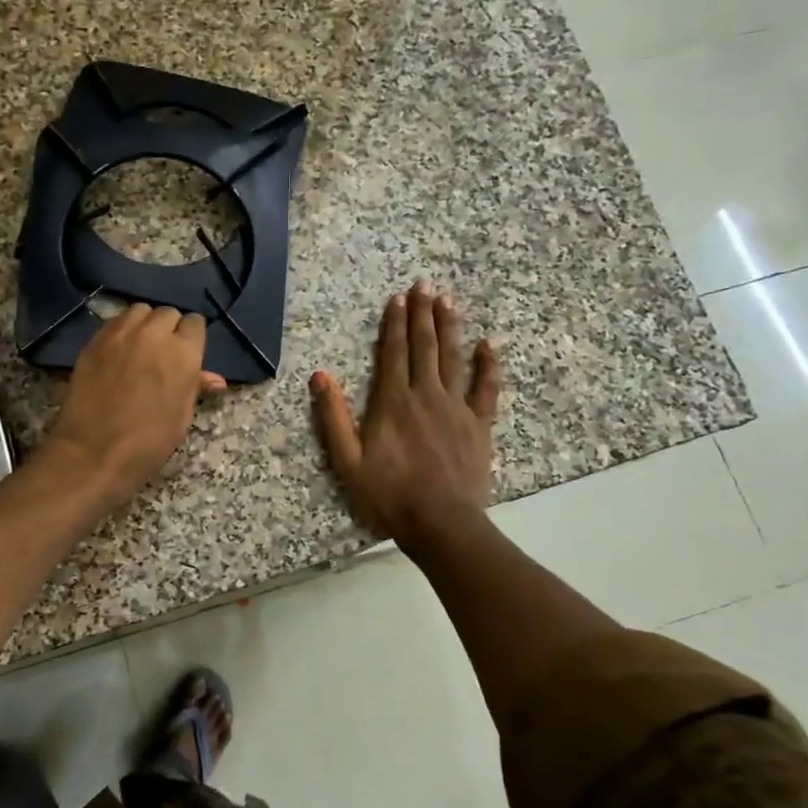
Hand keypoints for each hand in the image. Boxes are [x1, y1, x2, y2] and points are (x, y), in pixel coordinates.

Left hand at [44, 303, 225, 505]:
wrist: (94, 451)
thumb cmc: (148, 441)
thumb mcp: (181, 416)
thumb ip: (195, 387)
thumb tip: (216, 380)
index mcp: (183, 353)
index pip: (195, 323)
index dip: (192, 336)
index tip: (187, 351)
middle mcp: (154, 333)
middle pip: (167, 313)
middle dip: (169, 328)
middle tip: (163, 352)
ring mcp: (120, 333)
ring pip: (139, 311)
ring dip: (144, 323)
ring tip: (140, 345)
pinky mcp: (95, 340)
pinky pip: (114, 322)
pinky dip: (121, 330)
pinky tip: (118, 350)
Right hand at [312, 282, 500, 554]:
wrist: (440, 522)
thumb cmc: (388, 494)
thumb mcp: (347, 460)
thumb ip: (333, 416)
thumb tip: (320, 375)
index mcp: (393, 402)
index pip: (393, 352)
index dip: (394, 323)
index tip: (397, 298)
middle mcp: (426, 395)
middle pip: (424, 346)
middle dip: (422, 313)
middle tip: (424, 284)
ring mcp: (456, 408)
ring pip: (452, 358)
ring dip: (449, 327)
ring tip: (448, 301)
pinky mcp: (479, 425)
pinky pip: (486, 389)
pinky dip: (487, 365)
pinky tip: (488, 345)